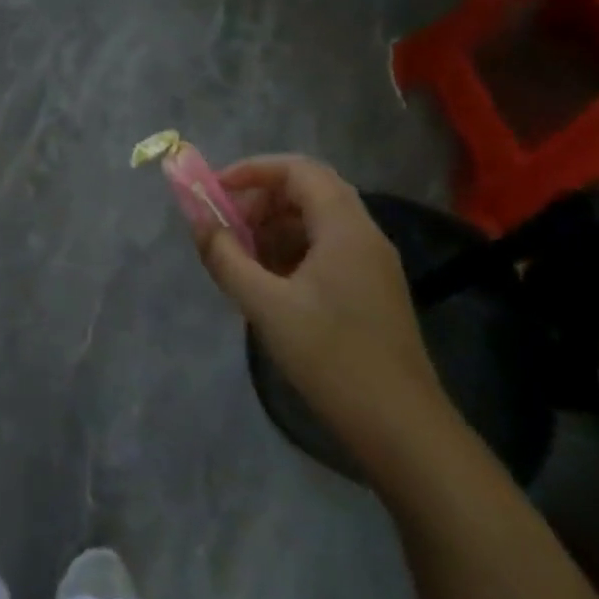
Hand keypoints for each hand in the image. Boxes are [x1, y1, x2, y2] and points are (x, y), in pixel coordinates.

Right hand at [193, 155, 457, 467]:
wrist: (400, 428)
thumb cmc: (331, 357)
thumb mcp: (266, 305)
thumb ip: (226, 257)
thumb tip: (198, 221)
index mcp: (345, 229)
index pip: (299, 170)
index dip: (253, 170)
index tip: (216, 190)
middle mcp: (364, 236)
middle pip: (309, 191)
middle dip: (261, 199)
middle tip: (225, 225)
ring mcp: (371, 264)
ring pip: (317, 221)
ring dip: (274, 226)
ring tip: (240, 256)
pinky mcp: (370, 290)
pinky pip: (326, 249)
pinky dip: (291, 251)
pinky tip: (267, 282)